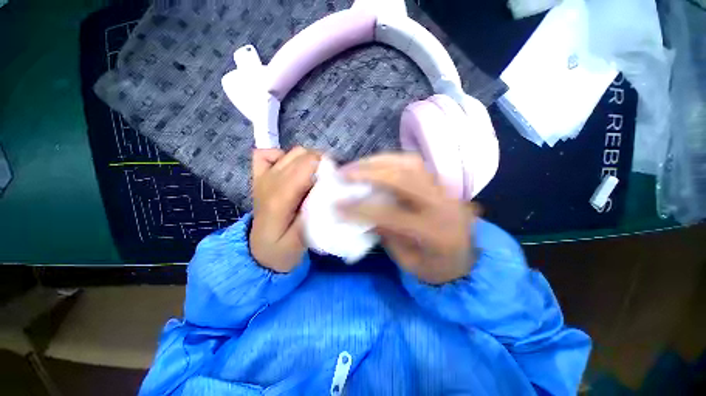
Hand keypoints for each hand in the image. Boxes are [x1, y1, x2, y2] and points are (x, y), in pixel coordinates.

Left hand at [250, 147, 320, 272]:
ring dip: (309, 161)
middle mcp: (270, 180)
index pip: (308, 164)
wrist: (259, 252)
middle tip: (329, 183)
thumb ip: (313, 216)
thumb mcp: (300, 242)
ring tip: (315, 178)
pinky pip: (268, 153)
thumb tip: (328, 192)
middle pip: (304, 155)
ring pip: (294, 152)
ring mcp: (263, 176)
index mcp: (280, 197)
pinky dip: (284, 157)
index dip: (327, 168)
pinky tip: (292, 171)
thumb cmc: (282, 249)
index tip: (335, 184)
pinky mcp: (259, 175)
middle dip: (322, 164)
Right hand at [340, 153, 476, 284]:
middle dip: (368, 173)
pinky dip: (391, 160)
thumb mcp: (407, 262)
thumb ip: (386, 235)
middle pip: (402, 178)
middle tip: (344, 173)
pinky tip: (376, 165)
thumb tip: (364, 213)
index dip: (360, 208)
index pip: (390, 214)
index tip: (337, 206)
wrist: (467, 260)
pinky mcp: (440, 183)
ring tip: (356, 166)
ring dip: (378, 162)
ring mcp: (444, 189)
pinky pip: (414, 164)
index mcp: (434, 232)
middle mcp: (442, 204)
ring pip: (409, 164)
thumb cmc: (436, 268)